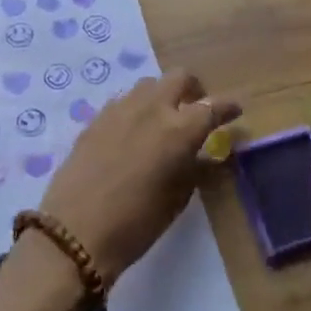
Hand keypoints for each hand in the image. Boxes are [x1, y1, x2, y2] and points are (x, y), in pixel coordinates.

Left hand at [41, 71, 239, 284]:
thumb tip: (208, 155)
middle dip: (193, 89)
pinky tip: (134, 132)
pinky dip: (137, 108)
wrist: (75, 232)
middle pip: (179, 78)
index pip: (212, 106)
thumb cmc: (136, 224)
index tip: (235, 110)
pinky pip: (124, 101)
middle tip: (196, 109)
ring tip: (163, 119)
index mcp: (178, 130)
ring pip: (149, 85)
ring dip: (162, 95)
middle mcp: (152, 108)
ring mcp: (120, 109)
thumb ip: (196, 169)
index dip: (228, 107)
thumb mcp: (177, 199)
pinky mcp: (96, 118)